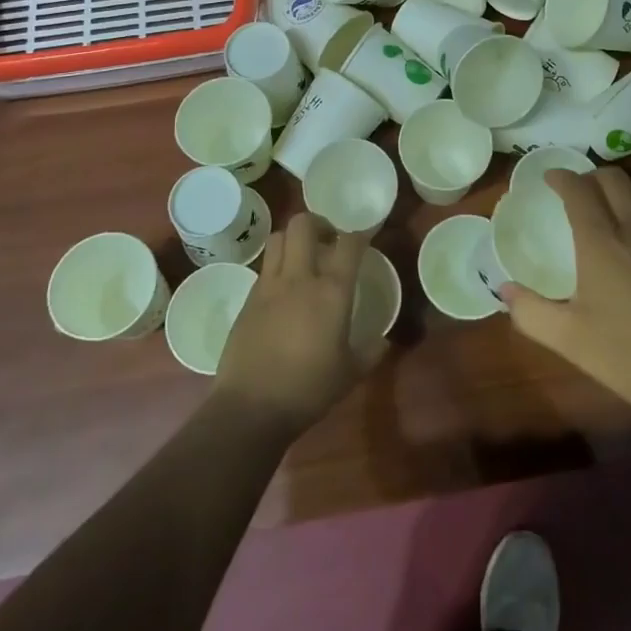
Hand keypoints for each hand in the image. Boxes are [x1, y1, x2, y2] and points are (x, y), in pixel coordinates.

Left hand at [213, 212, 385, 434]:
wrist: (250, 408)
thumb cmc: (308, 389)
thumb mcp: (349, 374)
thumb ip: (370, 352)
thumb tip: (383, 341)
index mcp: (331, 292)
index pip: (349, 244)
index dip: (359, 235)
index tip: (365, 239)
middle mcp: (299, 278)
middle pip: (303, 224)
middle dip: (319, 222)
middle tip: (329, 239)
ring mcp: (268, 286)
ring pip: (278, 238)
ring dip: (293, 239)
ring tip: (303, 257)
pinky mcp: (247, 300)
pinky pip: (264, 268)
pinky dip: (276, 267)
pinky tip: (283, 290)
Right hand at [503, 168, 630, 429]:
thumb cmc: (630, 355)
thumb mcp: (570, 340)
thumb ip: (530, 312)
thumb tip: (504, 290)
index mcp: (602, 242)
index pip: (579, 190)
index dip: (562, 177)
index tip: (549, 177)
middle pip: (613, 179)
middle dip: (590, 176)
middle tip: (574, 191)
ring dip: (617, 190)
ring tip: (603, 209)